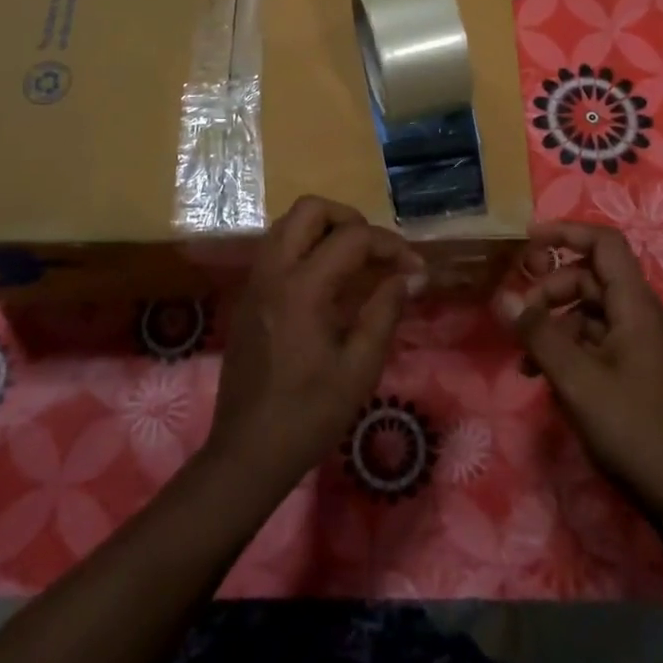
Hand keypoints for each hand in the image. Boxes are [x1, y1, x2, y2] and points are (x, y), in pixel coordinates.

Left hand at [206, 196, 424, 497]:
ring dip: (325, 229)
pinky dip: (305, 246)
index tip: (416, 269)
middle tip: (377, 251)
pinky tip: (328, 282)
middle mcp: (273, 272)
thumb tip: (412, 276)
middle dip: (350, 219)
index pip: (351, 238)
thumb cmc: (309, 415)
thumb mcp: (359, 368)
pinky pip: (276, 248)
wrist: (247, 453)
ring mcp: (255, 282)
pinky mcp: (247, 296)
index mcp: (302, 288)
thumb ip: (385, 311)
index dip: (390, 245)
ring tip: (356, 262)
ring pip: (288, 224)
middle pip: (309, 209)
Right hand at [497, 220, 662, 516]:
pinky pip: (598, 342)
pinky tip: (545, 378)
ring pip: (590, 312)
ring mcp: (642, 345)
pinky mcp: (638, 371)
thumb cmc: (633, 428)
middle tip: (519, 318)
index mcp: (635, 306)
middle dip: (550, 290)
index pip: (604, 244)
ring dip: (554, 324)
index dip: (566, 233)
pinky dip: (569, 348)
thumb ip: (538, 334)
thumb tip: (502, 297)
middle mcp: (641, 316)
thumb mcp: (576, 380)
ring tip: (524, 359)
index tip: (527, 243)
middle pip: (591, 278)